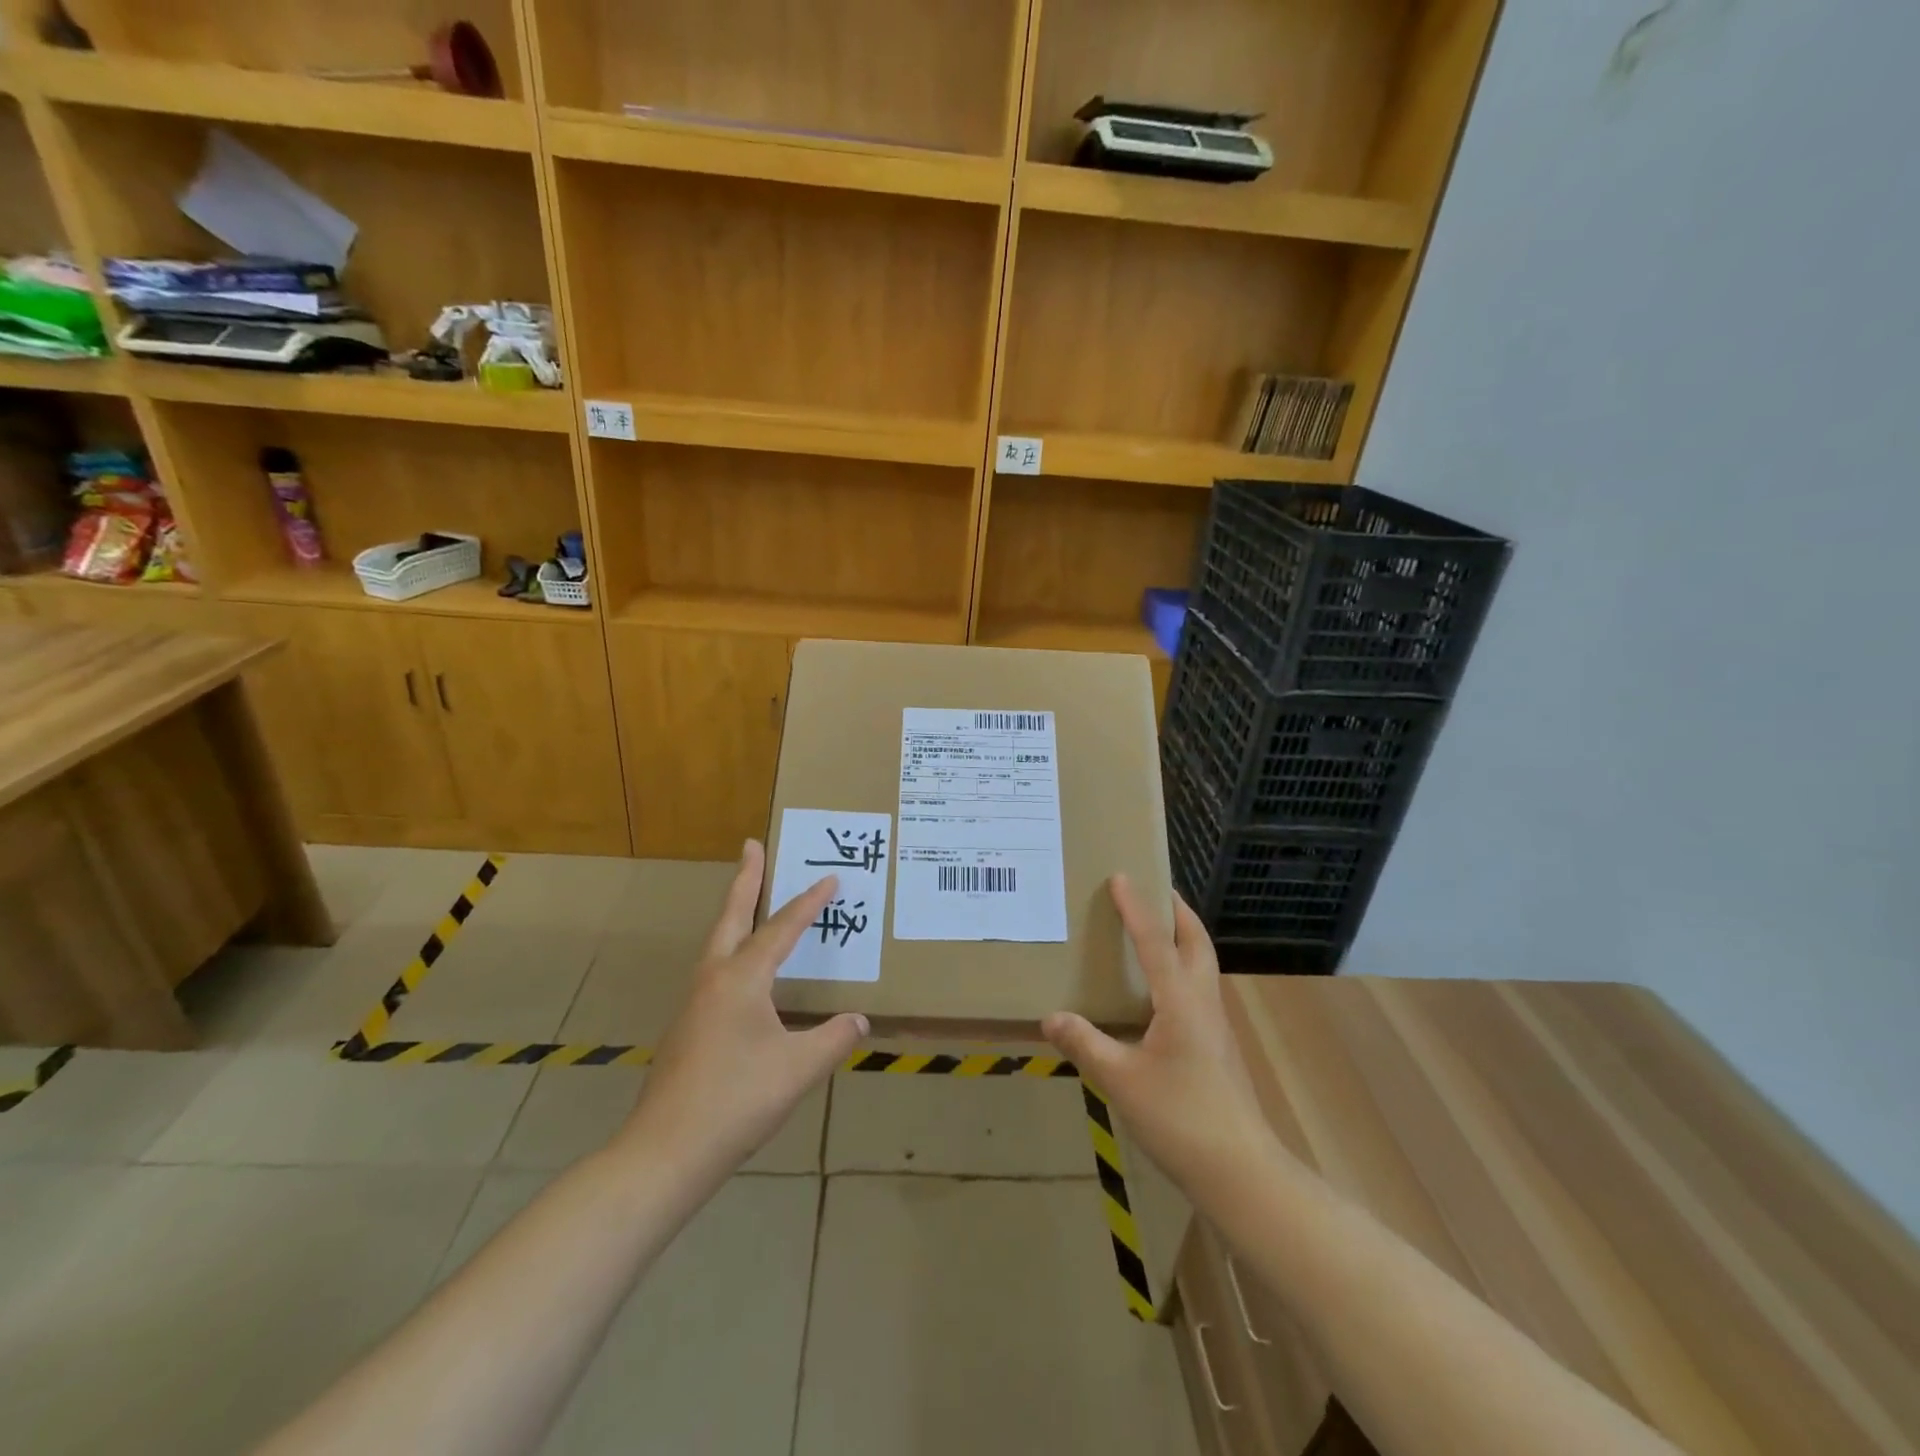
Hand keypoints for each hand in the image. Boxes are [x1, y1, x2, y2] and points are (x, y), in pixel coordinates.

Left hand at [620, 841, 867, 1183]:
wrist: (665, 1152)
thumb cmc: (736, 1100)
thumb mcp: (798, 1068)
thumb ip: (833, 1039)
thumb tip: (859, 1020)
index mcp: (741, 978)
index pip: (781, 929)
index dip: (809, 903)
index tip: (830, 878)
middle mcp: (713, 979)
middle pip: (731, 916)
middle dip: (745, 879)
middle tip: (752, 846)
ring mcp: (694, 1003)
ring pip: (718, 942)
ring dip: (735, 913)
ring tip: (750, 899)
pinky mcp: (688, 1027)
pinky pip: (715, 969)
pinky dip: (732, 948)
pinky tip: (744, 973)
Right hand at [1042, 876, 1273, 1193]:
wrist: (1241, 1171)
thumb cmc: (1180, 1118)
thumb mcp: (1121, 1081)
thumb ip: (1085, 1044)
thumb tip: (1051, 1017)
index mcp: (1180, 1001)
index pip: (1155, 942)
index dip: (1136, 908)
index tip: (1122, 877)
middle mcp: (1203, 1003)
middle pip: (1197, 943)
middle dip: (1177, 912)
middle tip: (1155, 890)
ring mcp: (1216, 1026)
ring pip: (1202, 966)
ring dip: (1183, 938)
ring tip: (1156, 931)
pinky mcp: (1218, 1047)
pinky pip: (1198, 989)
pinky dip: (1182, 969)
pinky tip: (1161, 992)